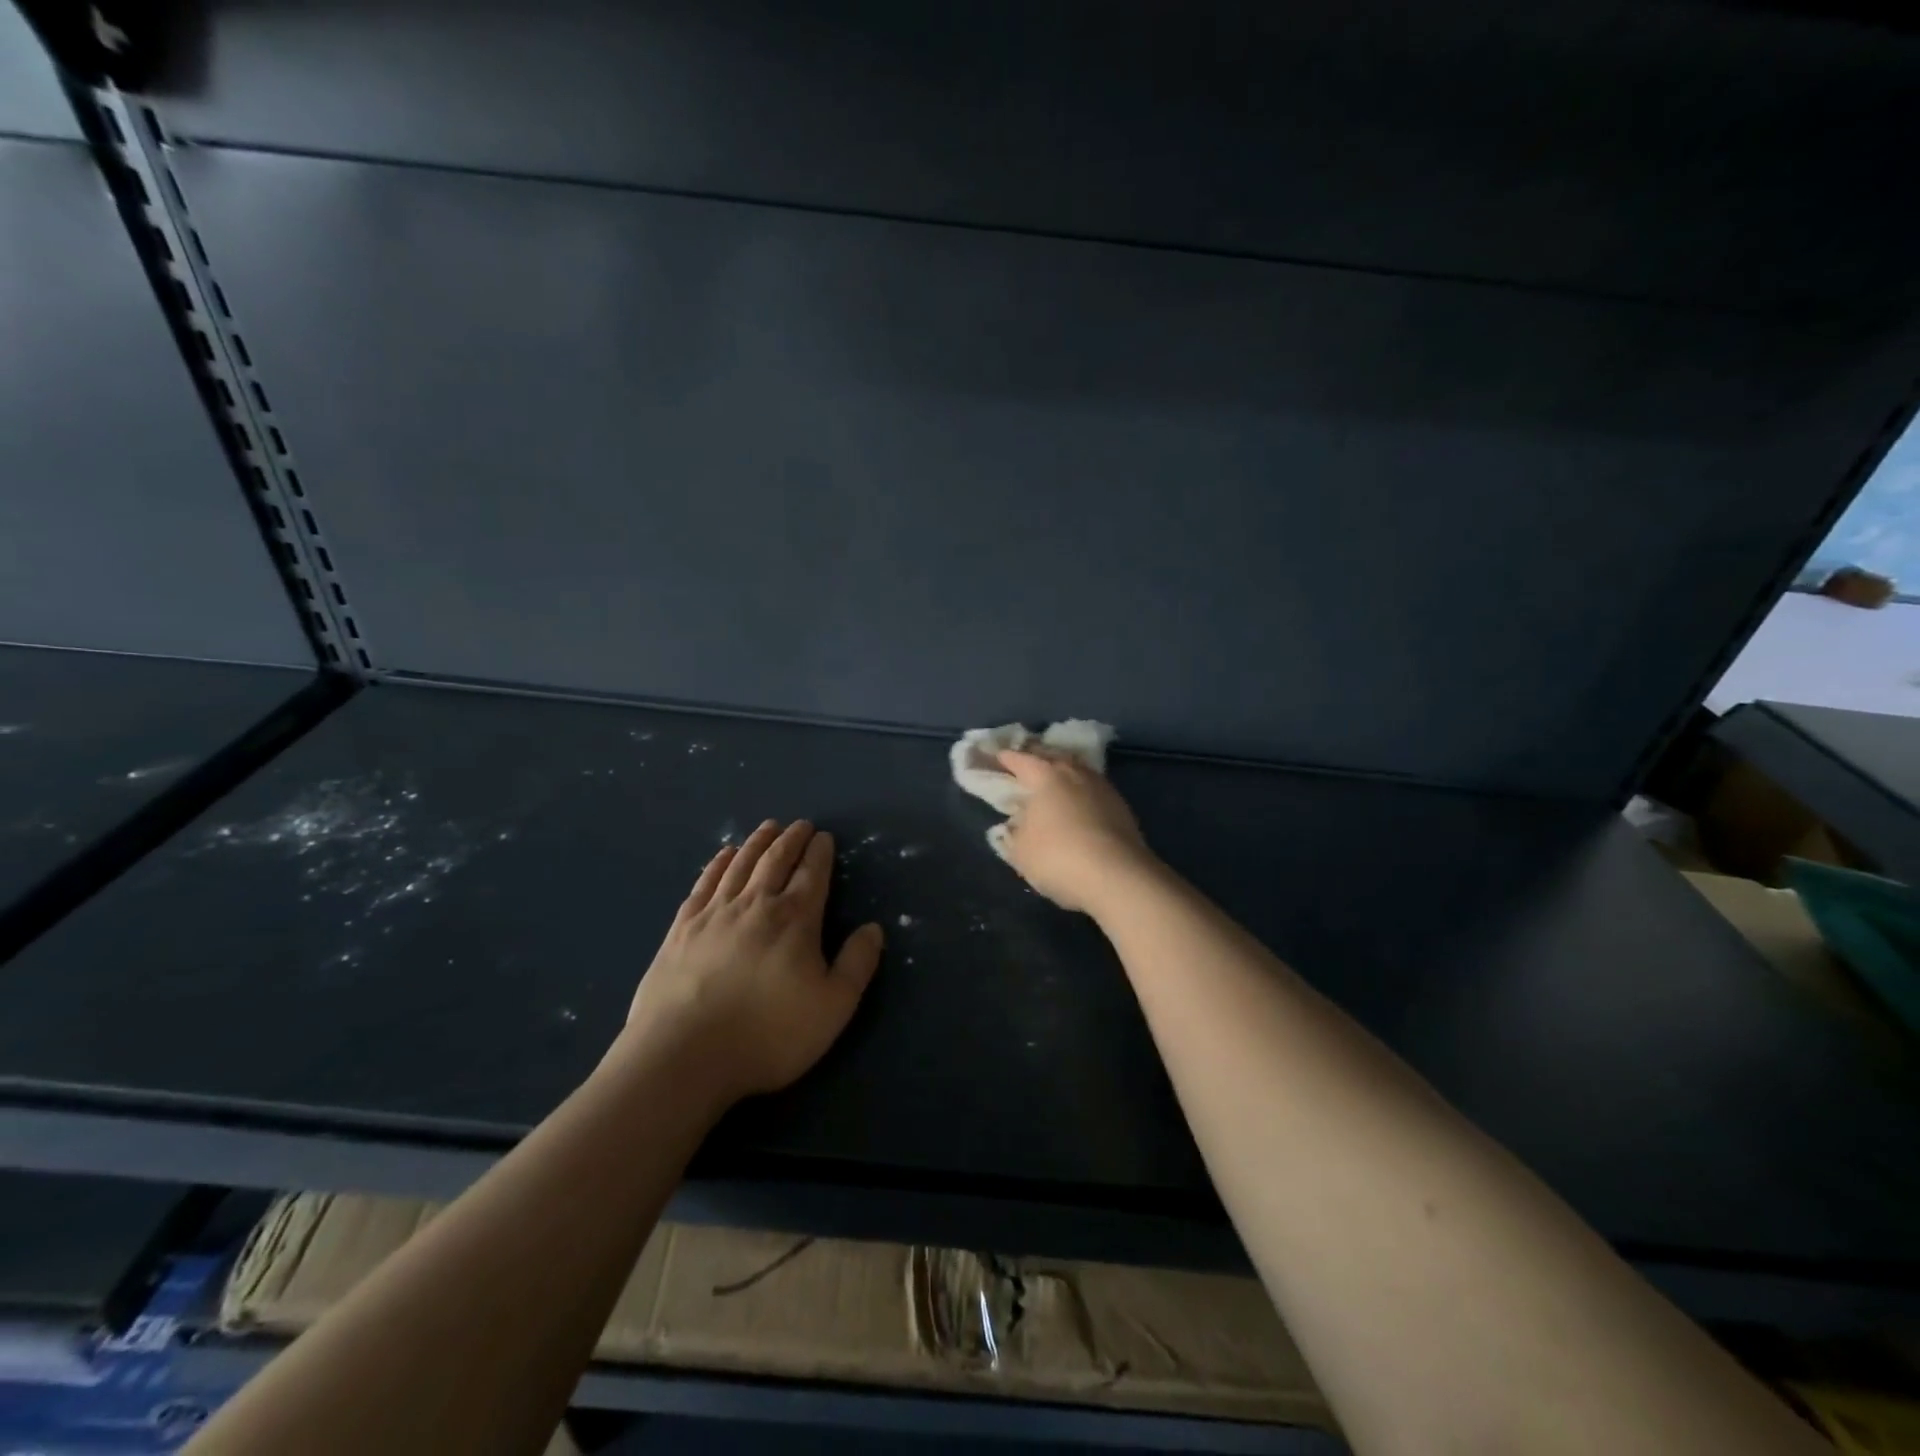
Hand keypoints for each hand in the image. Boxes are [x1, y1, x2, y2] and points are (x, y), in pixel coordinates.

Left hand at [621, 820, 884, 1104]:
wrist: (683, 1055)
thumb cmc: (768, 1034)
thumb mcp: (832, 1007)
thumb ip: (857, 964)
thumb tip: (874, 928)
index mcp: (795, 920)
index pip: (813, 874)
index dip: (820, 853)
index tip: (824, 837)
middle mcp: (756, 904)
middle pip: (776, 860)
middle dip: (791, 840)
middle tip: (800, 825)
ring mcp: (714, 913)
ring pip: (740, 865)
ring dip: (757, 842)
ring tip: (768, 827)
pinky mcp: (682, 928)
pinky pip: (704, 883)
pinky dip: (718, 864)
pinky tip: (723, 855)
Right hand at [996, 750, 1158, 913]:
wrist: (1118, 877)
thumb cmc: (1058, 857)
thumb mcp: (1021, 850)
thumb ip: (1015, 831)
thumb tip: (1019, 821)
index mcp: (1046, 776)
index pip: (1021, 759)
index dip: (1007, 758)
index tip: (998, 757)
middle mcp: (1075, 772)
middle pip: (1053, 757)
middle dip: (1038, 757)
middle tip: (1026, 762)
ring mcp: (1103, 788)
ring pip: (1077, 771)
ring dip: (1064, 774)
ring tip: (1053, 782)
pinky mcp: (1122, 807)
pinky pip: (1093, 790)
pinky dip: (1081, 792)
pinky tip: (1078, 805)